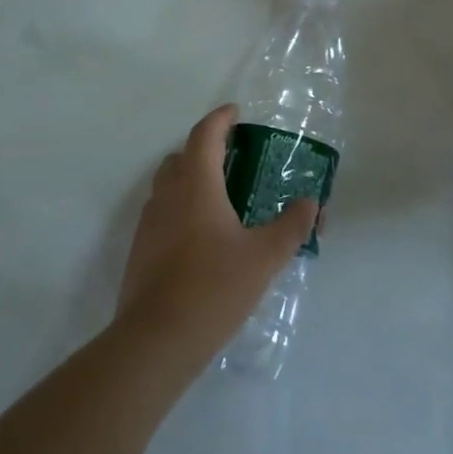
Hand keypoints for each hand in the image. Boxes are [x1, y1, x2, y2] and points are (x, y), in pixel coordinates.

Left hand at [117, 105, 318, 358]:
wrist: (156, 341)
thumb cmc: (213, 287)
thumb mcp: (264, 257)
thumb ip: (291, 226)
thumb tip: (310, 202)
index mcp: (196, 186)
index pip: (204, 135)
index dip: (220, 119)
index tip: (236, 112)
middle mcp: (168, 196)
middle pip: (182, 157)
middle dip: (205, 149)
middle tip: (233, 157)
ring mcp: (149, 223)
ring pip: (168, 185)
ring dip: (191, 178)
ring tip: (221, 197)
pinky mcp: (141, 250)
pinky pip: (162, 212)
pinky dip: (181, 207)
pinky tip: (202, 236)